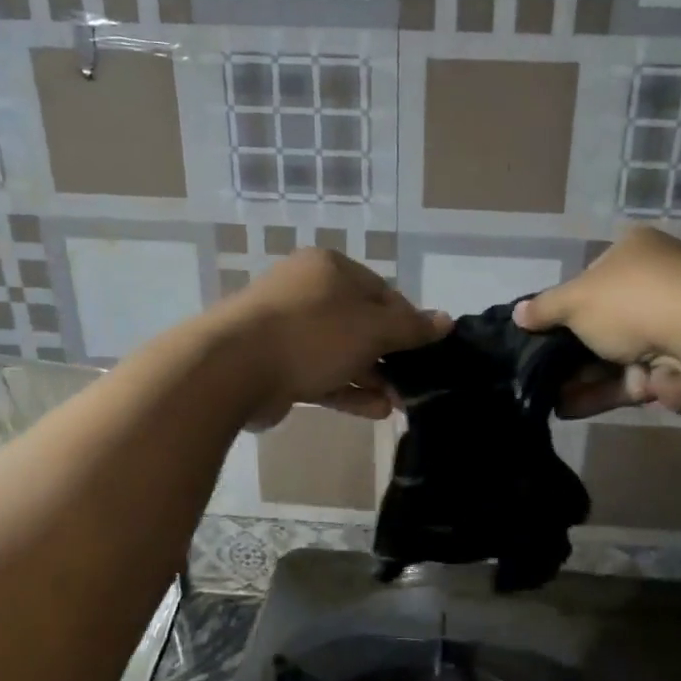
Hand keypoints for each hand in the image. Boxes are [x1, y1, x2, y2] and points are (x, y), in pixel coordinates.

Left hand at [218, 249, 448, 426]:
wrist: (233, 368)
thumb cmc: (312, 334)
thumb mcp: (372, 328)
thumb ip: (411, 328)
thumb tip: (446, 321)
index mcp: (329, 269)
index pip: (381, 292)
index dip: (407, 321)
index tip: (427, 350)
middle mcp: (307, 293)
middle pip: (360, 323)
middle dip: (390, 355)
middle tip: (415, 382)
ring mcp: (288, 330)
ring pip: (340, 353)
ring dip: (371, 377)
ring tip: (400, 402)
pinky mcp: (276, 365)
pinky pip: (320, 375)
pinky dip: (347, 391)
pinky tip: (377, 411)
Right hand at [514, 227, 680, 418]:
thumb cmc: (633, 302)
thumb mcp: (576, 299)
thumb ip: (544, 308)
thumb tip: (517, 314)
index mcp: (634, 252)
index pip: (590, 276)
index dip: (563, 302)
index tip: (539, 328)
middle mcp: (654, 284)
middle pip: (600, 319)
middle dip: (567, 347)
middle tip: (535, 367)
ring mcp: (668, 327)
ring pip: (612, 354)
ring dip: (579, 375)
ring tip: (542, 394)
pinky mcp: (674, 367)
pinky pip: (627, 379)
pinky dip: (599, 392)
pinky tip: (565, 408)